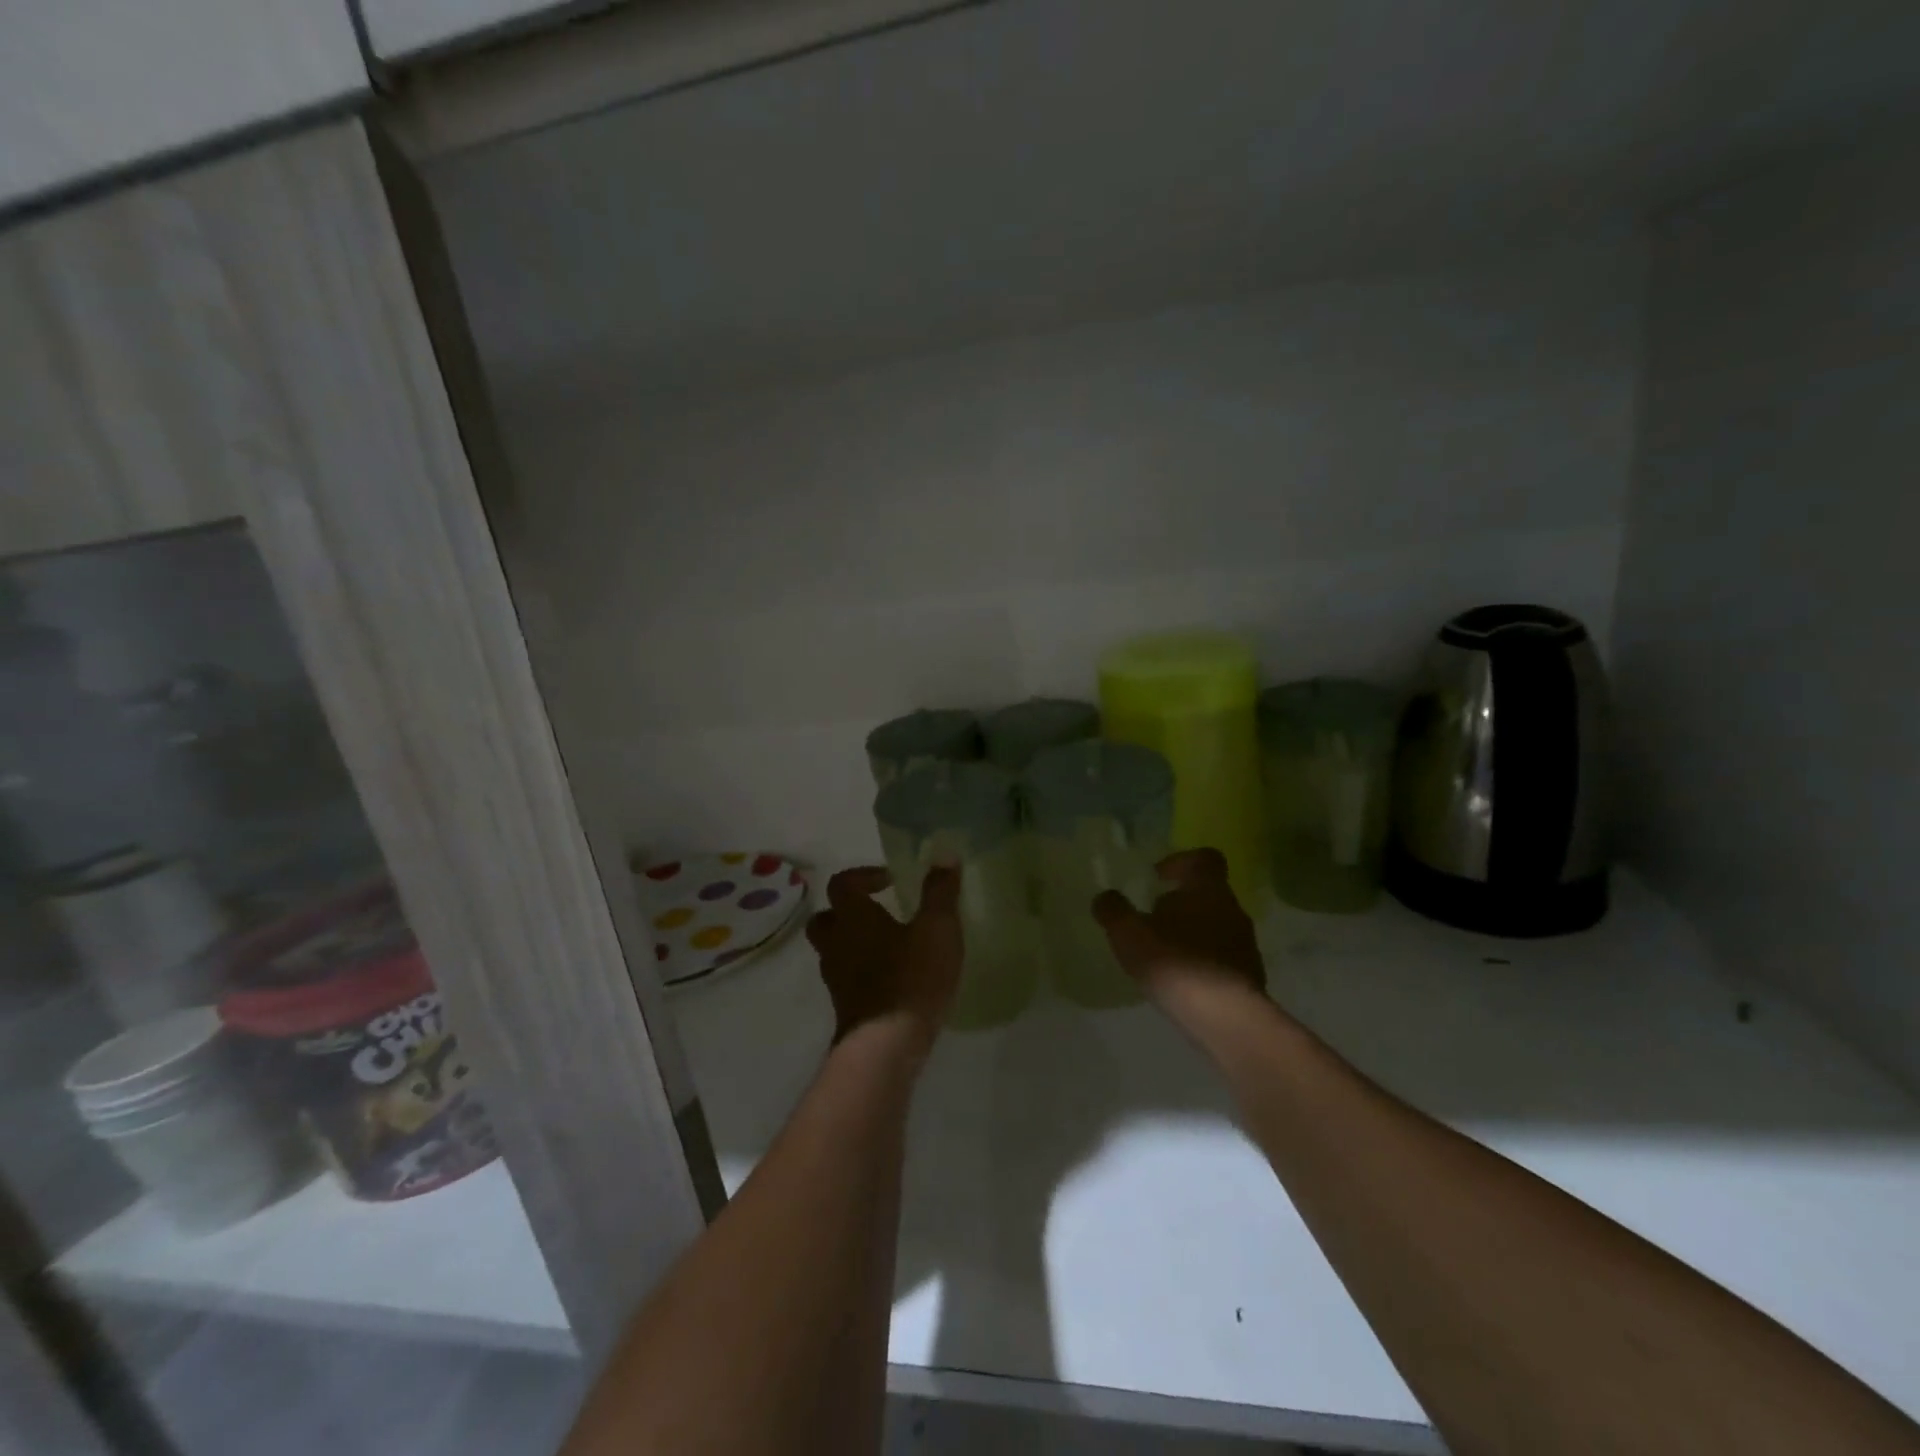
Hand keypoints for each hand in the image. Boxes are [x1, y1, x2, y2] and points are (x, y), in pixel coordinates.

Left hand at [806, 865, 962, 1054]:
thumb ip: (941, 891)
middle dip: (848, 911)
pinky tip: (890, 978)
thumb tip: (944, 853)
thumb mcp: (938, 929)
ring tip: (888, 946)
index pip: (842, 883)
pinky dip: (861, 971)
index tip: (890, 880)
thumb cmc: (912, 978)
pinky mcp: (844, 1006)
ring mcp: (835, 977)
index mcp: (853, 917)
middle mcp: (836, 943)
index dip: (863, 876)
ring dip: (853, 942)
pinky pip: (846, 977)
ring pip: (833, 950)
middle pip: (826, 918)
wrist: (886, 1046)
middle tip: (879, 912)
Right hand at [1091, 848, 1265, 1014]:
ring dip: (1192, 932)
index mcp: (1208, 890)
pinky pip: (1223, 957)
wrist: (1227, 1019)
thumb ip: (1114, 911)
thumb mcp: (1130, 935)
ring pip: (1216, 925)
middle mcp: (1233, 910)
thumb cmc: (1177, 963)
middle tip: (1152, 919)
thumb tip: (1105, 896)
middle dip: (1181, 902)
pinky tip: (1182, 981)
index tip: (1158, 877)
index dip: (1180, 862)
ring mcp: (1245, 944)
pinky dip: (1203, 960)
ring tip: (1164, 954)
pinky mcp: (1249, 976)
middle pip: (1208, 894)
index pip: (1204, 858)